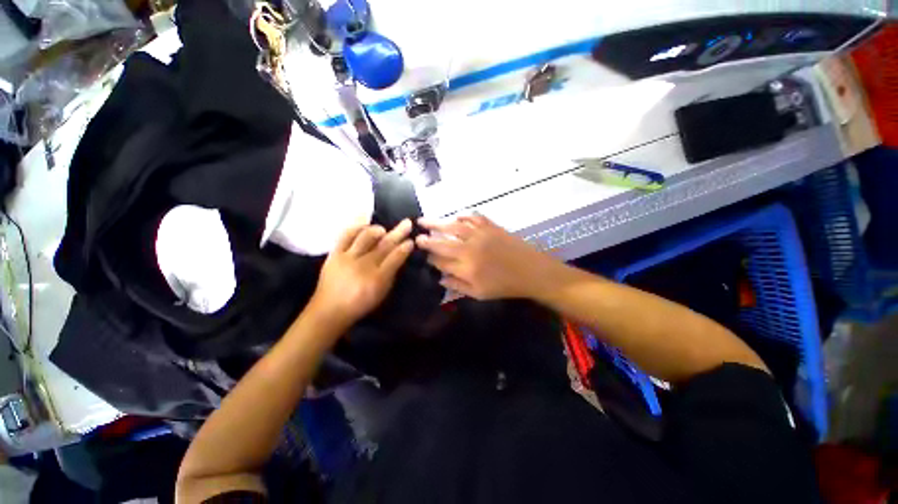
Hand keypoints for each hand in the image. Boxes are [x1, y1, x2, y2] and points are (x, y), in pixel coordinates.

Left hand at [310, 219, 413, 326]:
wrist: (329, 310)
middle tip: (407, 223)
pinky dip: (355, 227)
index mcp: (377, 278)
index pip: (395, 258)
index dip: (404, 248)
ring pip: (365, 238)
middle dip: (397, 233)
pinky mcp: (334, 254)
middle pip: (384, 245)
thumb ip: (391, 275)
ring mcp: (348, 258)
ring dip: (376, 230)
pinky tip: (363, 222)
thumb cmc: (360, 304)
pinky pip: (345, 236)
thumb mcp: (381, 293)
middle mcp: (364, 265)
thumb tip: (399, 257)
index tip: (411, 240)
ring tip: (383, 228)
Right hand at [415, 214, 555, 299]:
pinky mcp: (491, 227)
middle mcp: (470, 248)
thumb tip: (440, 278)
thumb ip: (457, 285)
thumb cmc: (505, 286)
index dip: (430, 258)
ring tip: (425, 220)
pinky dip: (463, 216)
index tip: (423, 255)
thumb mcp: (480, 294)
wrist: (532, 271)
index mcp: (466, 267)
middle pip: (442, 242)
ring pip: (453, 226)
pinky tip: (456, 216)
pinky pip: (473, 218)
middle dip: (427, 239)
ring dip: (437, 223)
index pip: (441, 261)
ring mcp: (480, 235)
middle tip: (416, 236)